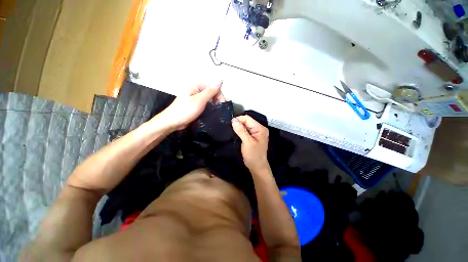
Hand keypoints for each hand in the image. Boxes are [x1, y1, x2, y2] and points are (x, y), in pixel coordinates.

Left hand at [157, 82, 223, 129]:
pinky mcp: (195, 105)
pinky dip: (209, 108)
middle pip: (211, 92)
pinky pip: (205, 104)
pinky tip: (211, 113)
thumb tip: (220, 80)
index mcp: (195, 85)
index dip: (218, 94)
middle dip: (216, 100)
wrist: (172, 122)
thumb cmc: (185, 111)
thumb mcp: (199, 100)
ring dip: (213, 104)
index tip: (221, 104)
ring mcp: (195, 98)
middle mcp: (195, 90)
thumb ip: (210, 91)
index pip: (212, 86)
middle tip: (219, 109)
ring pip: (208, 99)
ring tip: (216, 112)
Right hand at [232, 115, 269, 170]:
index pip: (248, 119)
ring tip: (232, 130)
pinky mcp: (253, 137)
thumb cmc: (253, 155)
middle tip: (230, 128)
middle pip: (247, 121)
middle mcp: (259, 129)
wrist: (257, 166)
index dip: (239, 119)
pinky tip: (236, 133)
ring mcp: (256, 133)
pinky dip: (240, 131)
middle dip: (238, 123)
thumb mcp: (247, 142)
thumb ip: (241, 130)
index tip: (230, 124)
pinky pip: (245, 130)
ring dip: (239, 127)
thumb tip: (234, 120)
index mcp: (260, 128)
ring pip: (245, 126)